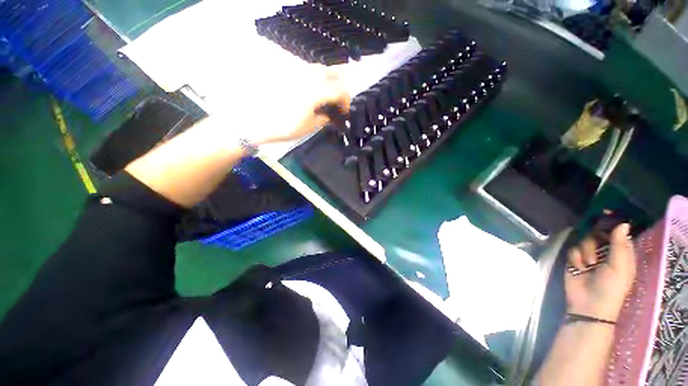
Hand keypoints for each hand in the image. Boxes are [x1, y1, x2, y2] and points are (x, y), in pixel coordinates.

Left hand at [250, 66, 349, 145]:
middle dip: (340, 87)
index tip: (344, 112)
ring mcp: (298, 73)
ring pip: (321, 69)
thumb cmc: (286, 125)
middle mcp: (309, 76)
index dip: (346, 101)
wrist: (258, 120)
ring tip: (328, 98)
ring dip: (330, 81)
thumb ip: (325, 118)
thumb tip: (331, 116)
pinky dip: (317, 80)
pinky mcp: (289, 75)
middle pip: (334, 73)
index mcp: (317, 90)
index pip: (341, 90)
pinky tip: (314, 93)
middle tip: (338, 103)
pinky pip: (309, 72)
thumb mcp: (310, 126)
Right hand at [565, 223, 635, 321]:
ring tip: (587, 265)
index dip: (612, 223)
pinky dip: (574, 257)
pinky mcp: (574, 260)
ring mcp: (588, 256)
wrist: (588, 305)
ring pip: (583, 241)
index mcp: (621, 253)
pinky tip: (577, 267)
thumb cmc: (611, 288)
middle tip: (596, 250)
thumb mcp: (619, 267)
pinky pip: (572, 249)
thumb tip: (623, 223)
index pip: (617, 232)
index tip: (603, 213)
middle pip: (597, 234)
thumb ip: (619, 245)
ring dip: (585, 251)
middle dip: (594, 240)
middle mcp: (605, 252)